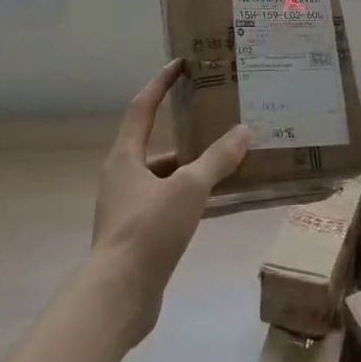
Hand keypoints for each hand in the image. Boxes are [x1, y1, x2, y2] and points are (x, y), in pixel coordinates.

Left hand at [90, 60, 249, 345]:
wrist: (117, 297)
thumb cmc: (148, 230)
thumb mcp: (188, 188)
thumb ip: (216, 160)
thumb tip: (243, 131)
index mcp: (125, 158)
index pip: (142, 107)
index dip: (161, 83)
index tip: (181, 64)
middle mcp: (122, 178)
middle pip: (155, 145)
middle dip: (186, 134)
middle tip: (218, 122)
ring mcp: (127, 209)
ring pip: (163, 177)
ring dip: (191, 169)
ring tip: (227, 163)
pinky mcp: (136, 236)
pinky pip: (167, 204)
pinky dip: (189, 198)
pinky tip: (215, 203)